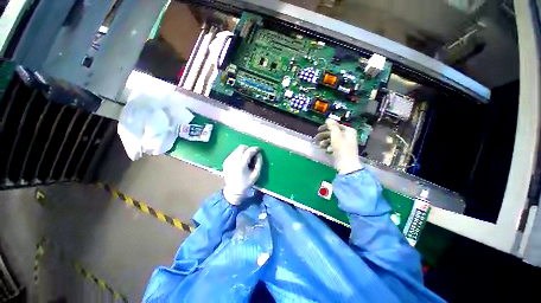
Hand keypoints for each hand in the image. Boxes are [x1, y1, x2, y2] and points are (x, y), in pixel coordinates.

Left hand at [222, 145, 262, 204]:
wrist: (232, 190)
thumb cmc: (246, 183)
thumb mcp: (256, 174)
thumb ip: (259, 163)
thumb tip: (259, 154)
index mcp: (241, 164)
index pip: (249, 151)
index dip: (255, 148)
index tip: (259, 149)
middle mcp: (233, 160)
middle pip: (242, 147)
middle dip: (249, 148)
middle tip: (253, 154)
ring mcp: (228, 160)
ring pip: (237, 149)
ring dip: (244, 151)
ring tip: (247, 158)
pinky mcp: (225, 161)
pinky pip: (234, 153)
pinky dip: (239, 154)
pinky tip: (241, 161)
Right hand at [314, 119, 362, 174]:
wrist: (346, 165)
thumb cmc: (341, 149)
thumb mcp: (336, 135)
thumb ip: (332, 126)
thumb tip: (328, 119)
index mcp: (348, 131)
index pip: (336, 126)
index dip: (327, 127)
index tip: (318, 129)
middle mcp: (347, 136)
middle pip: (333, 133)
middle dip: (324, 136)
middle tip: (316, 139)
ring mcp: (344, 144)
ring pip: (331, 140)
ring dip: (325, 142)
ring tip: (321, 146)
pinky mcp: (340, 151)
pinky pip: (332, 147)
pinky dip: (328, 148)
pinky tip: (327, 151)